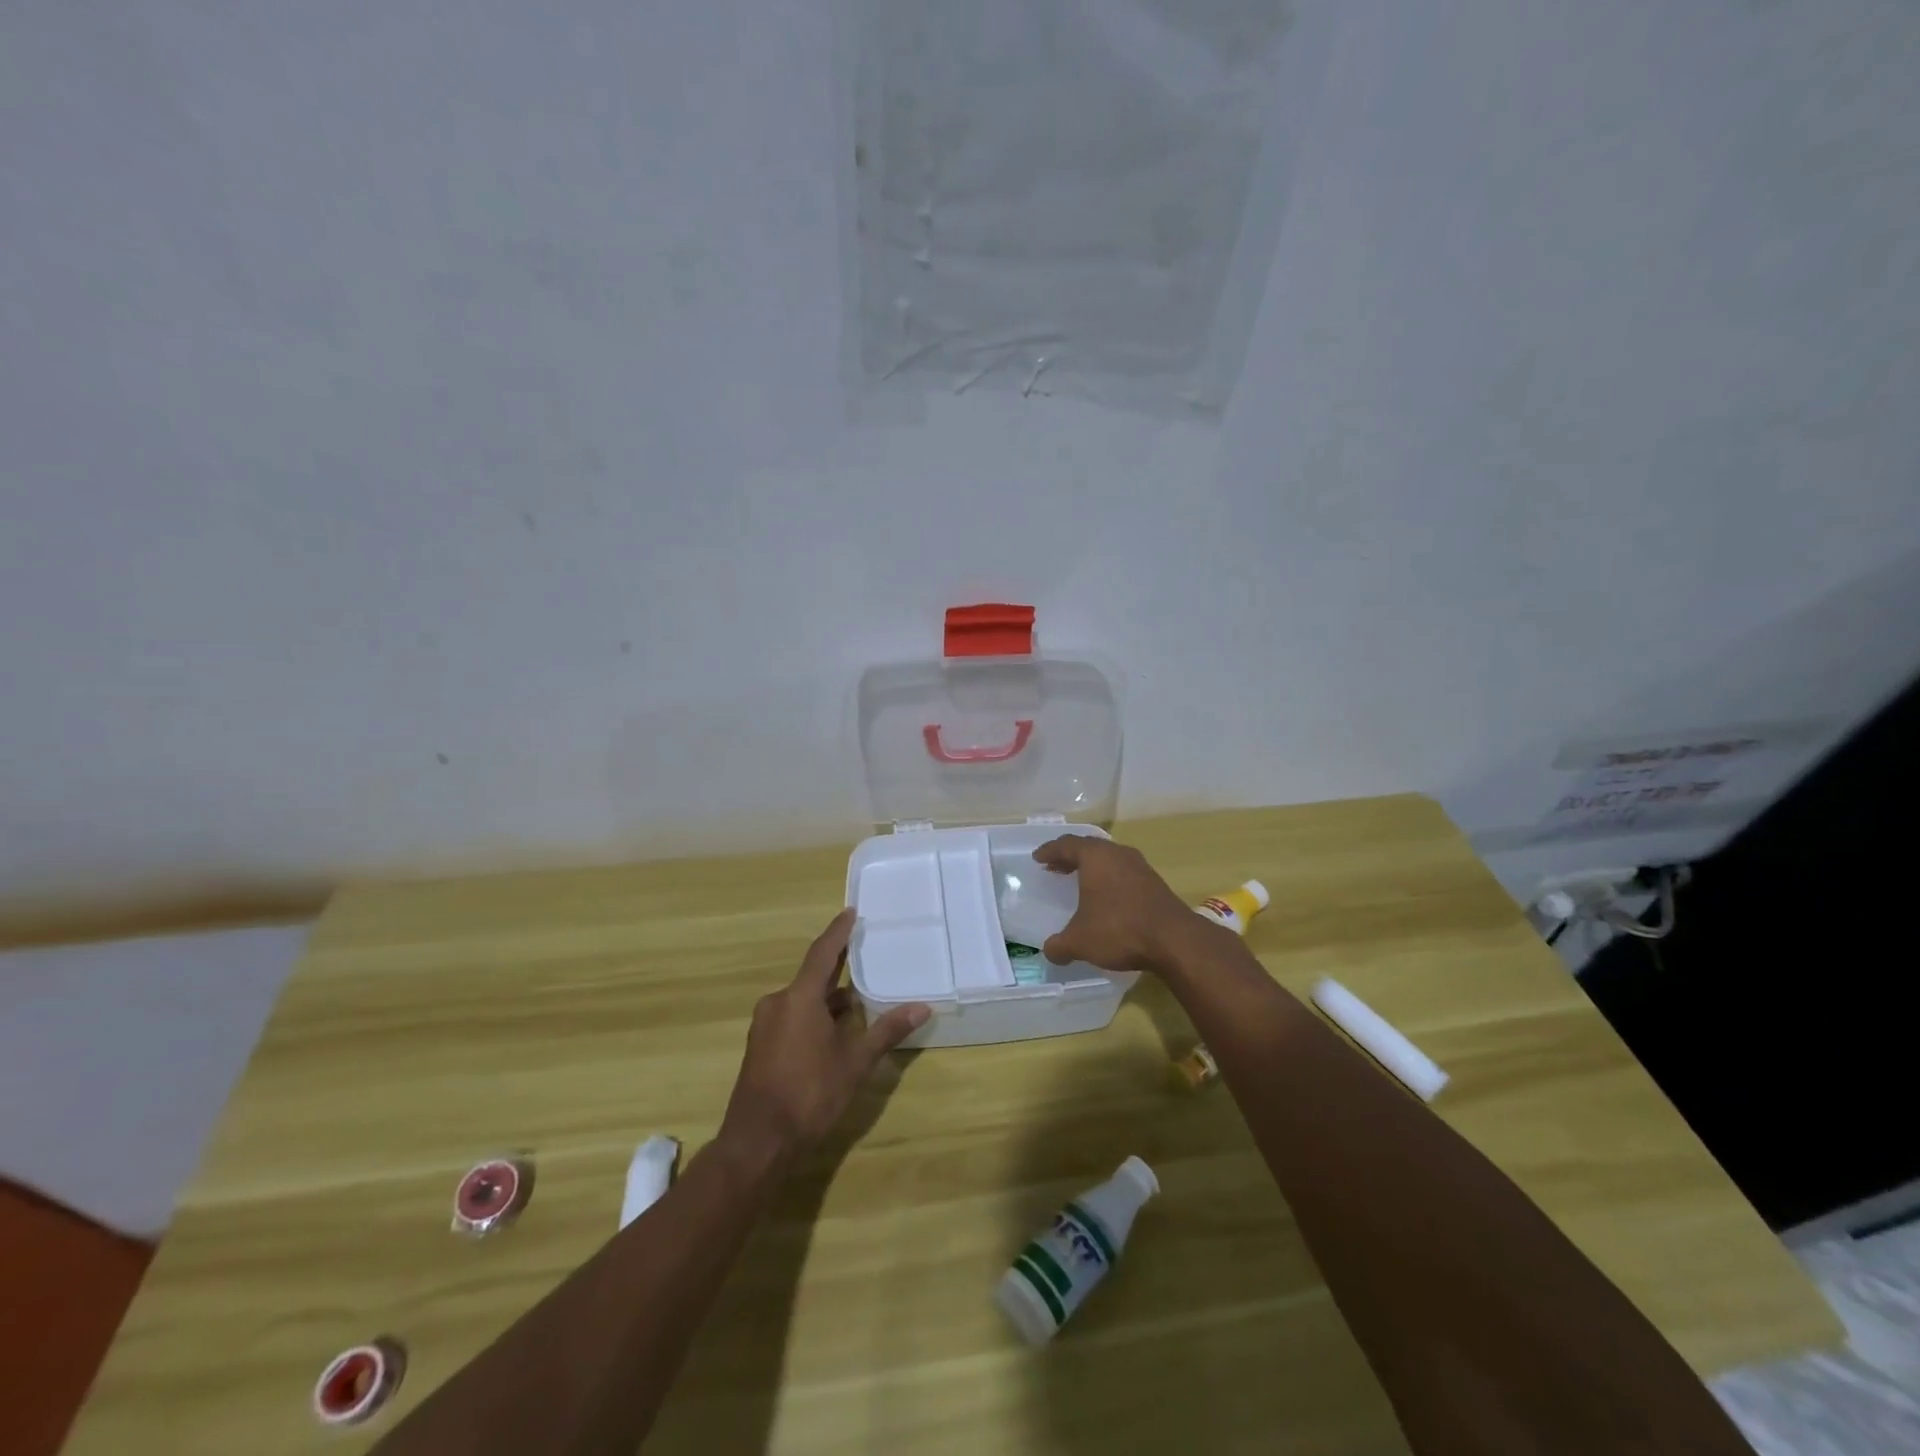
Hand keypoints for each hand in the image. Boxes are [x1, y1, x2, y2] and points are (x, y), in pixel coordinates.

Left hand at [717, 908, 929, 1174]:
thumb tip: (922, 1007)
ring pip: (803, 1000)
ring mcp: (765, 1026)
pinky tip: (835, 1032)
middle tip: (864, 954)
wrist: (758, 1143)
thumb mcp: (855, 1062)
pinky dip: (815, 1016)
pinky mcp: (761, 1046)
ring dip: (829, 999)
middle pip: (813, 976)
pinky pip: (792, 1016)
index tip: (851, 911)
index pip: (823, 952)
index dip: (838, 931)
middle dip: (838, 968)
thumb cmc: (809, 1094)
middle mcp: (778, 1003)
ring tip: (859, 1002)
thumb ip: (886, 1031)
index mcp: (799, 998)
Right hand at [1032, 836, 1196, 973]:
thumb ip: (1059, 945)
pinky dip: (1109, 878)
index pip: (1066, 845)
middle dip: (1070, 856)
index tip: (1038, 857)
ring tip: (1079, 881)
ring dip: (1092, 867)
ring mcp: (1140, 866)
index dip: (1049, 850)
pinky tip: (1107, 897)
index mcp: (1095, 857)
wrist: (1174, 940)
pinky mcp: (1155, 882)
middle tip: (1055, 867)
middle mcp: (1117, 854)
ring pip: (1109, 858)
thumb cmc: (1119, 930)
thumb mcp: (1080, 942)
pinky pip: (1124, 872)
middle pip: (1089, 847)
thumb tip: (1049, 951)